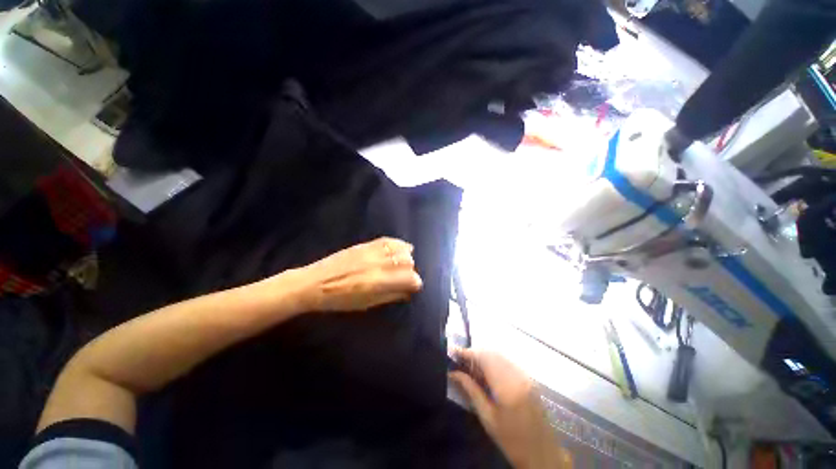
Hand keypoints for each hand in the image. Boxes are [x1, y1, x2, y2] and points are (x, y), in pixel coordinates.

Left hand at [293, 237, 422, 312]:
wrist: (314, 283)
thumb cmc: (339, 300)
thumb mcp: (367, 304)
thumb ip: (390, 296)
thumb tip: (408, 292)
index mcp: (378, 282)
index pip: (411, 279)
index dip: (415, 284)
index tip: (411, 288)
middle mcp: (379, 264)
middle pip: (408, 262)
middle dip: (410, 271)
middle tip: (403, 278)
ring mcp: (372, 251)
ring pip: (401, 249)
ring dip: (406, 258)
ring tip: (401, 264)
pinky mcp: (366, 244)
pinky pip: (389, 240)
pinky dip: (398, 244)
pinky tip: (399, 249)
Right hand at [449, 349, 570, 468]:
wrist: (542, 454)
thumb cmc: (511, 440)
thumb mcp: (487, 418)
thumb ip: (471, 390)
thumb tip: (453, 373)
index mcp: (507, 387)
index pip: (484, 359)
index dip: (467, 353)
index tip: (453, 352)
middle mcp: (518, 375)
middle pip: (492, 353)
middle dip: (474, 353)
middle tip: (460, 360)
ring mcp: (526, 375)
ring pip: (500, 355)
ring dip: (484, 356)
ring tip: (471, 365)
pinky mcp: (529, 378)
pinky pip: (508, 361)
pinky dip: (494, 361)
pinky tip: (487, 371)